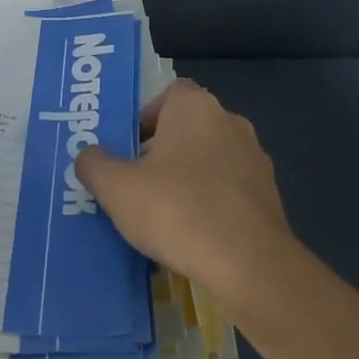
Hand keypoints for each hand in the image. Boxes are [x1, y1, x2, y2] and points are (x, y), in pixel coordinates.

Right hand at [74, 80, 293, 301]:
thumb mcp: (117, 188)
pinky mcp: (269, 194)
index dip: (145, 118)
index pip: (167, 94)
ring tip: (163, 214)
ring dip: (188, 178)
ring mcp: (255, 158)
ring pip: (209, 159)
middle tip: (136, 183)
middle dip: (162, 151)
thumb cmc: (177, 210)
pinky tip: (194, 234)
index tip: (127, 149)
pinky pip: (229, 189)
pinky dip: (211, 202)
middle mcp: (229, 121)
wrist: (249, 264)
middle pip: (187, 127)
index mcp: (194, 107)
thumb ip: (94, 164)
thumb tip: (89, 155)